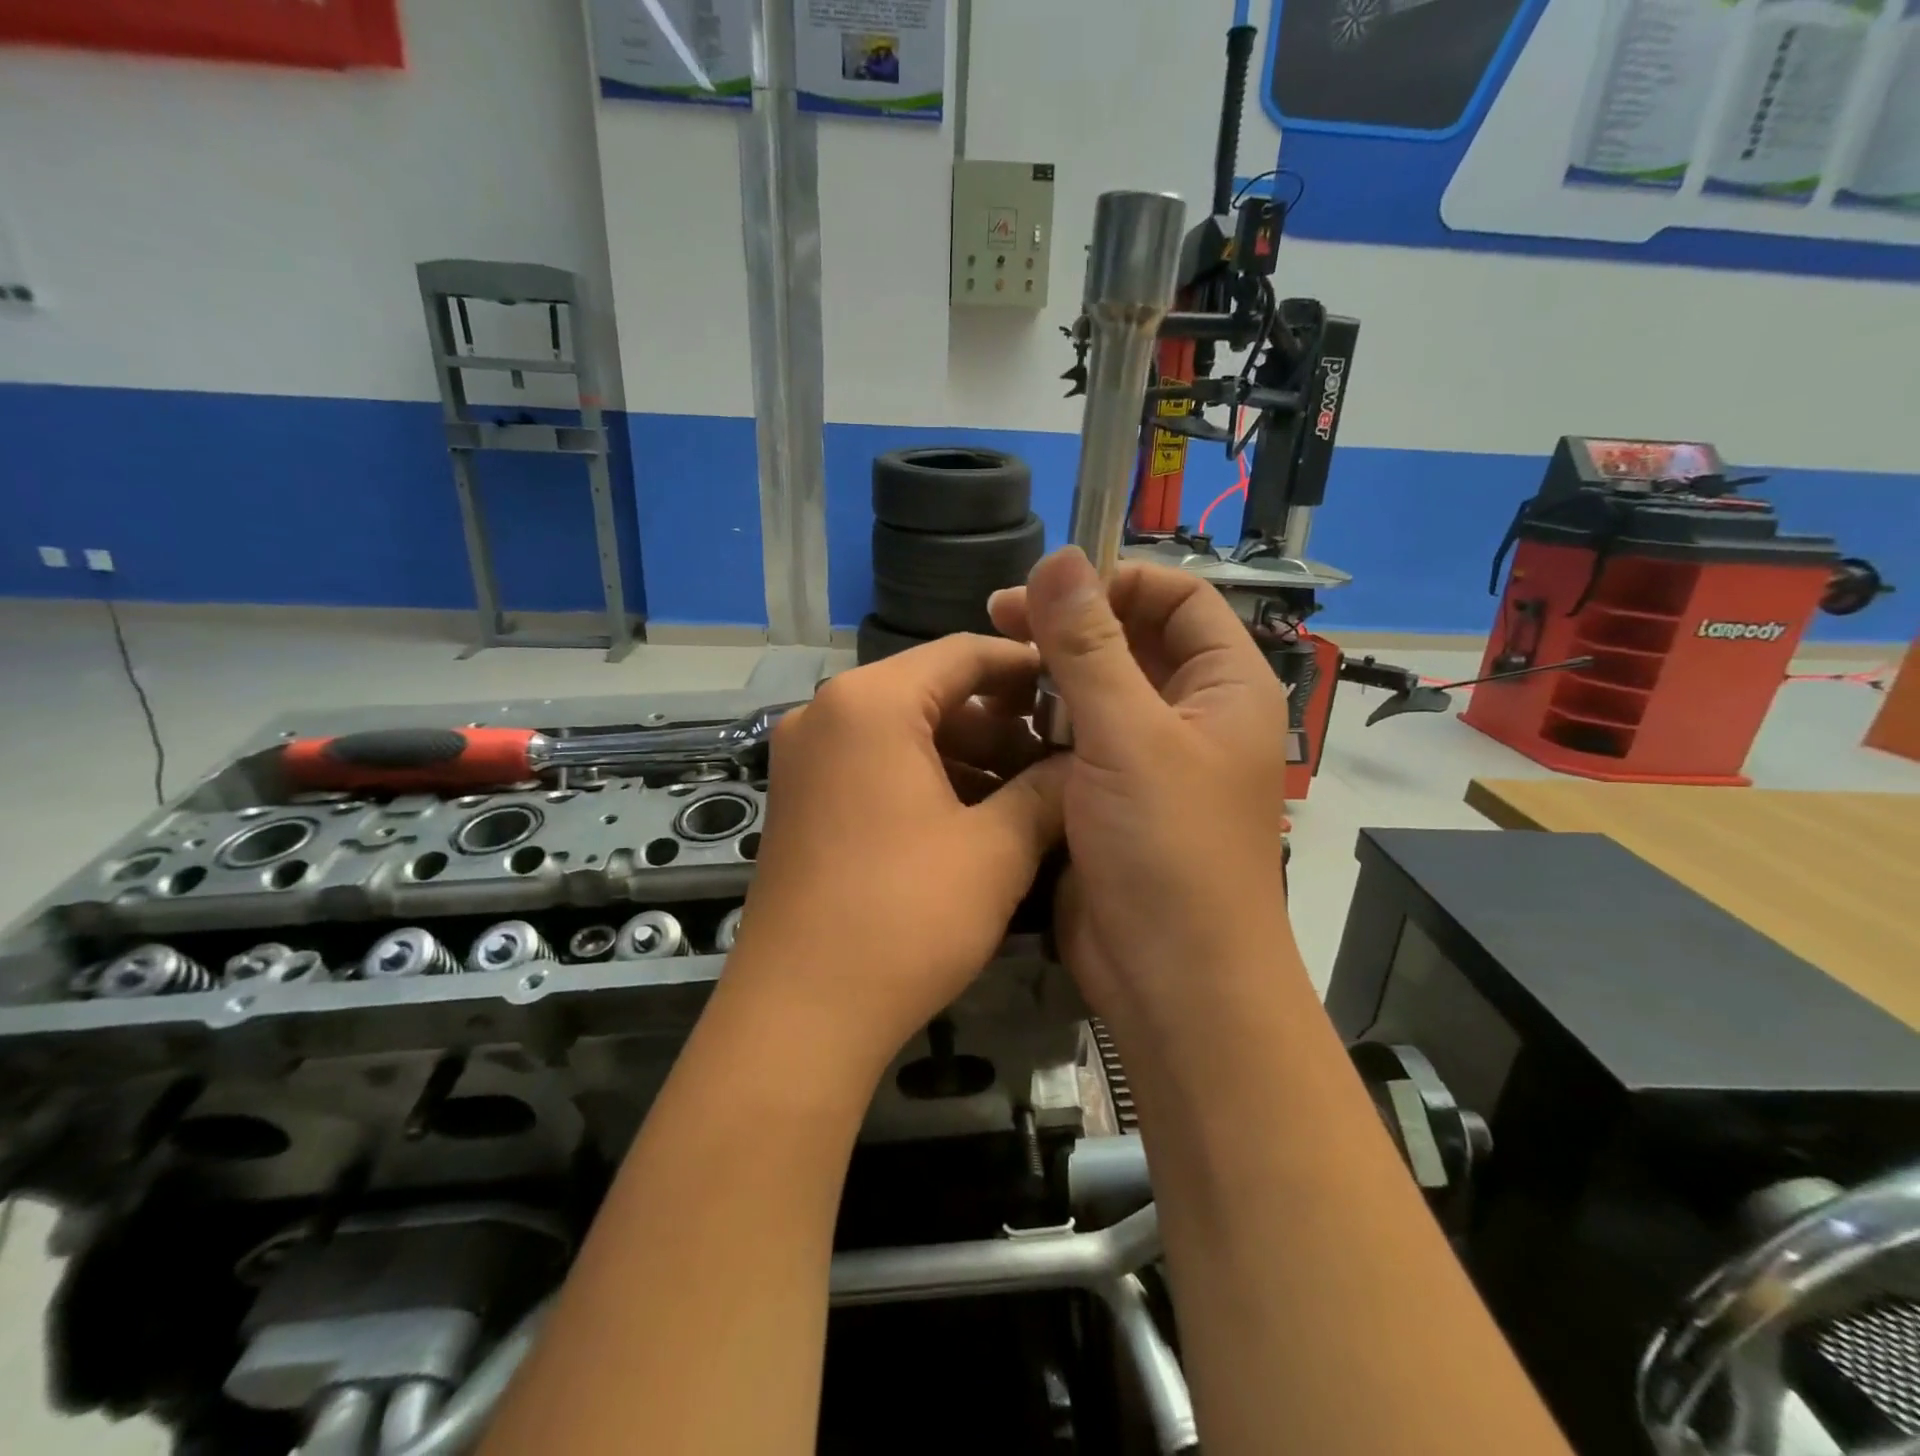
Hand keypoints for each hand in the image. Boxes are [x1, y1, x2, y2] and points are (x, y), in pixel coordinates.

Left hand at [725, 634, 1064, 1070]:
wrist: (800, 1015)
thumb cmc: (905, 917)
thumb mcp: (996, 850)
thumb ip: (1048, 791)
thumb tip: (1087, 764)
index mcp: (870, 703)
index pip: (963, 653)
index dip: (1026, 668)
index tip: (1077, 691)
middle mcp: (827, 713)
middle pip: (931, 692)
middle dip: (1001, 722)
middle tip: (1060, 754)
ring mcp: (806, 758)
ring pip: (905, 732)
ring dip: (968, 755)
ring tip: (1030, 793)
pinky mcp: (801, 799)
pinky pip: (876, 766)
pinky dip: (928, 780)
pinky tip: (977, 818)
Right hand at [989, 548, 1293, 1040]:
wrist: (1172, 980)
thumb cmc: (1168, 849)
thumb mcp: (1127, 737)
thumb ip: (1090, 646)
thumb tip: (1059, 555)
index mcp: (1224, 685)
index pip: (1178, 597)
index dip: (1117, 582)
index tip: (1047, 589)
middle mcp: (1190, 713)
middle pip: (1130, 641)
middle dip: (1068, 627)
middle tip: (996, 620)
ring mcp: (1148, 758)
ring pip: (1094, 692)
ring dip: (1046, 677)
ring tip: (988, 671)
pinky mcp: (1109, 796)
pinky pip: (1073, 739)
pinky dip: (1038, 725)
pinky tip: (993, 723)